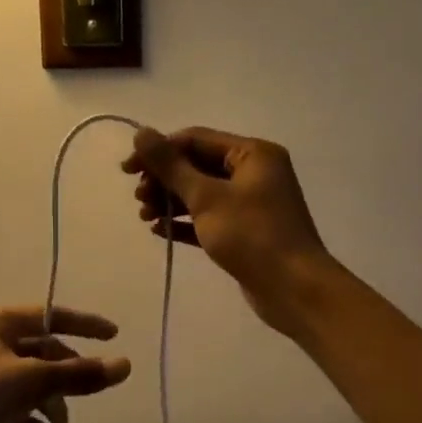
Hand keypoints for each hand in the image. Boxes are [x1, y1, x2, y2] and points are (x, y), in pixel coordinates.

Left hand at [0, 307, 132, 422]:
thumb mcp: (31, 382)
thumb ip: (78, 375)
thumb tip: (126, 365)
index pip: (50, 315)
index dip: (84, 324)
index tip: (113, 335)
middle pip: (41, 351)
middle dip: (65, 374)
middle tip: (83, 396)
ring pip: (27, 380)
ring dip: (47, 398)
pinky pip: (10, 404)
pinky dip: (26, 415)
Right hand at [123, 126, 333, 332]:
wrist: (294, 289)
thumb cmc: (252, 235)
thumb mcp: (206, 197)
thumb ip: (171, 165)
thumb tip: (140, 132)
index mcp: (252, 154)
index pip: (195, 139)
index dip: (158, 151)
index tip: (127, 170)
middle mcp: (254, 172)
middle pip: (197, 165)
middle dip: (164, 180)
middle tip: (139, 198)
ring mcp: (251, 203)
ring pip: (201, 192)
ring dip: (170, 201)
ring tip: (145, 216)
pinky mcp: (245, 231)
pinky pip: (208, 218)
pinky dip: (184, 222)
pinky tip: (159, 230)